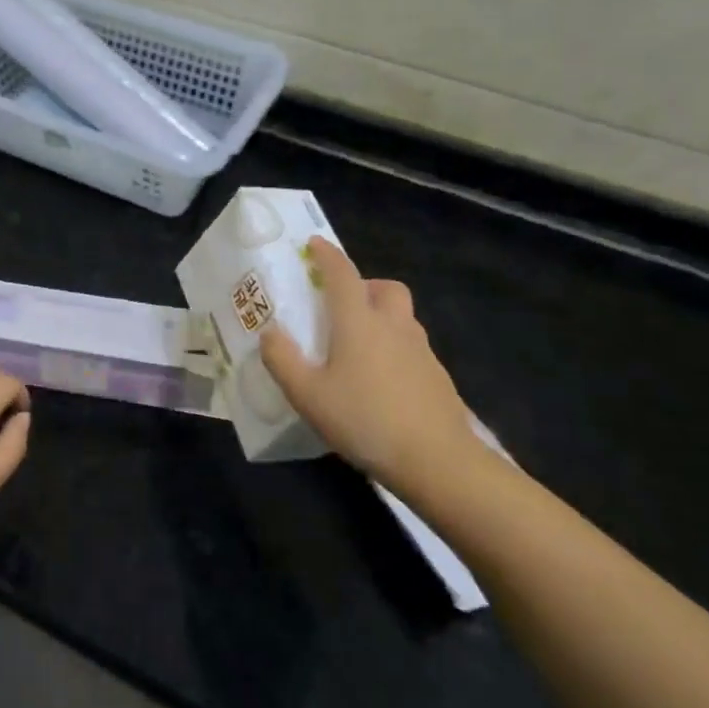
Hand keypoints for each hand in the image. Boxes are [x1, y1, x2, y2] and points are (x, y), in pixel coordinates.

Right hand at [259, 237, 474, 496]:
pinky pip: (412, 346)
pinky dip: (394, 347)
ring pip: (402, 316)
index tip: (315, 245)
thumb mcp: (308, 395)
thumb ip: (282, 360)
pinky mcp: (437, 377)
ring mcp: (421, 351)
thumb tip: (269, 333)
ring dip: (381, 315)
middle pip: (385, 288)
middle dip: (364, 285)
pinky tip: (380, 379)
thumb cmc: (365, 420)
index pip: (342, 275)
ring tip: (357, 345)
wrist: (438, 462)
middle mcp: (393, 326)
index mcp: (359, 322)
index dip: (327, 256)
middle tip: (342, 305)